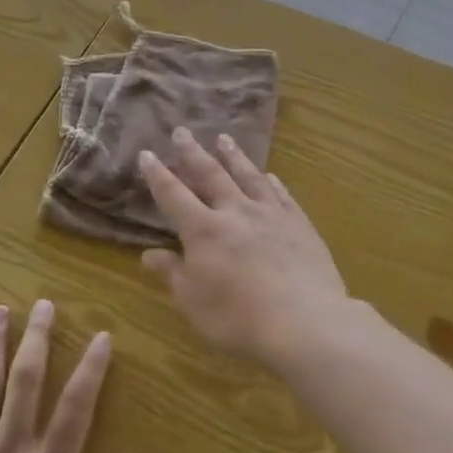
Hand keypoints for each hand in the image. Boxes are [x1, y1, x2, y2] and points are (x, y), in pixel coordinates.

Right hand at [138, 129, 349, 360]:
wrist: (304, 321)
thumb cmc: (239, 318)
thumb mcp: (193, 302)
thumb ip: (172, 274)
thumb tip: (148, 254)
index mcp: (204, 230)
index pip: (173, 195)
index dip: (158, 175)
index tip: (147, 154)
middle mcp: (235, 211)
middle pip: (211, 174)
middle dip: (193, 153)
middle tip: (183, 131)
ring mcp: (271, 214)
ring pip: (248, 176)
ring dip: (234, 156)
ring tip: (224, 139)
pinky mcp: (299, 223)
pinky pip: (281, 194)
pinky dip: (271, 182)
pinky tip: (269, 175)